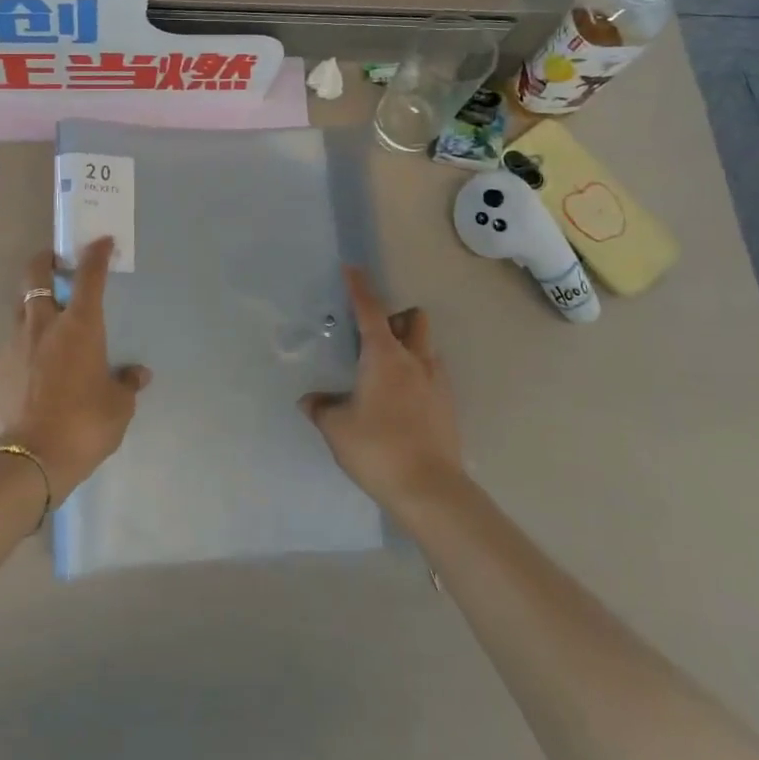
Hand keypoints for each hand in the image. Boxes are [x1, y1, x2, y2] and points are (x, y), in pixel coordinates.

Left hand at [0, 239, 149, 505]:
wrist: (28, 460)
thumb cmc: (83, 425)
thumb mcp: (118, 408)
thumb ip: (127, 385)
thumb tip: (139, 375)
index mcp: (79, 326)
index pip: (89, 275)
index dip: (96, 254)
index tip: (101, 241)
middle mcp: (43, 324)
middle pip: (37, 274)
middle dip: (46, 260)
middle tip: (56, 263)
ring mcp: (13, 344)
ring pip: (20, 309)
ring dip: (33, 307)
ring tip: (44, 326)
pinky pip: (9, 346)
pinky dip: (21, 349)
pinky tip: (29, 371)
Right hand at [301, 269, 463, 510]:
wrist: (430, 490)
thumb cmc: (377, 449)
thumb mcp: (337, 429)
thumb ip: (322, 408)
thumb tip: (310, 401)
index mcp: (384, 356)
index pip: (370, 310)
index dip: (359, 287)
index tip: (352, 269)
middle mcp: (414, 359)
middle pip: (413, 319)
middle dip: (396, 316)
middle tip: (374, 334)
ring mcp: (437, 382)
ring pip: (426, 346)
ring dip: (410, 345)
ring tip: (387, 370)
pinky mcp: (448, 405)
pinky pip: (433, 374)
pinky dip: (418, 374)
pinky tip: (402, 399)